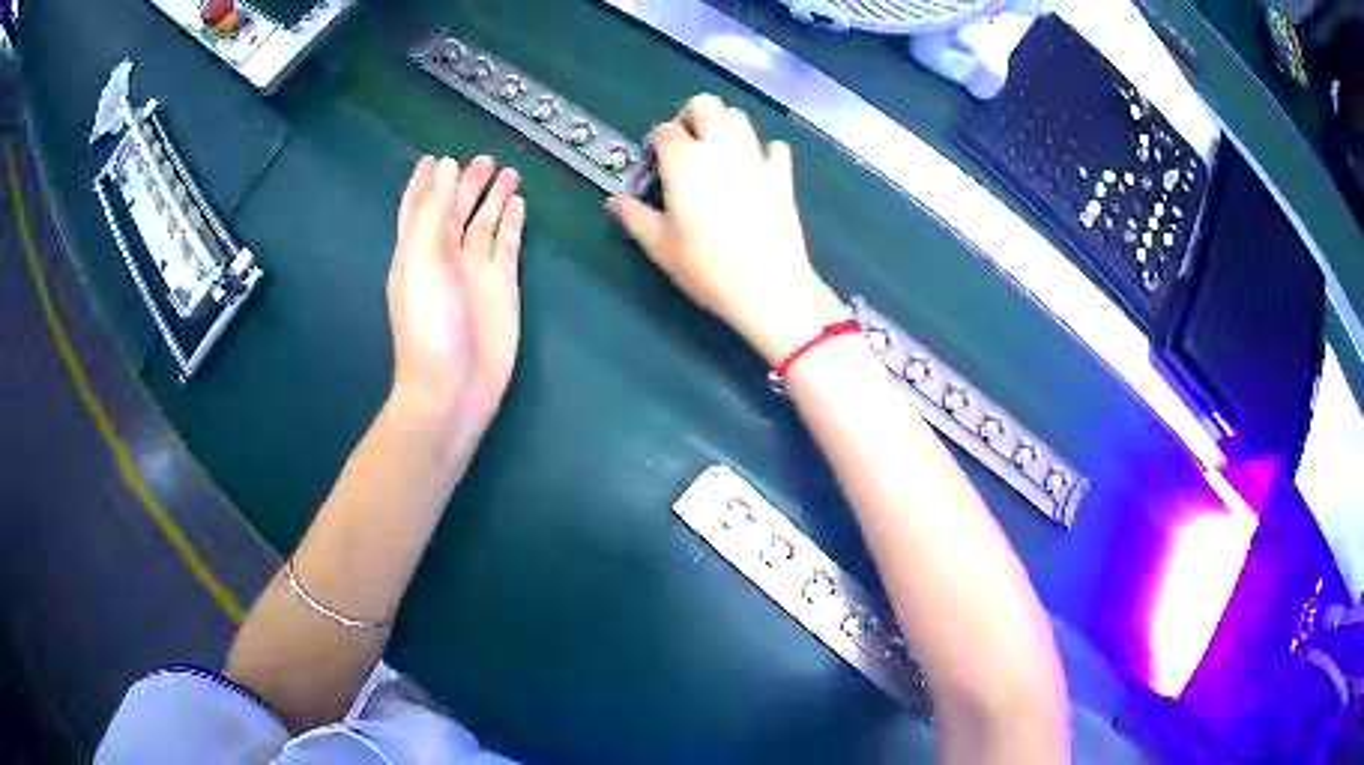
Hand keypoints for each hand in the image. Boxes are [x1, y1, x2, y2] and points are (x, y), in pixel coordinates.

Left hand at [387, 155, 524, 446]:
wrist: (454, 384)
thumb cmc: (428, 322)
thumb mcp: (421, 259)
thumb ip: (433, 211)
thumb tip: (444, 167)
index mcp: (416, 249)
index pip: (419, 207)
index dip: (425, 183)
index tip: (435, 158)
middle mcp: (445, 254)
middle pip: (456, 209)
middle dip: (467, 183)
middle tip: (483, 159)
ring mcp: (475, 269)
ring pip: (484, 223)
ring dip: (494, 197)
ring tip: (508, 171)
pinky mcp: (502, 284)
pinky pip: (508, 243)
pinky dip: (512, 223)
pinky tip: (518, 204)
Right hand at [605, 95, 844, 364]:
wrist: (769, 287)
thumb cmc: (706, 266)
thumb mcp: (660, 246)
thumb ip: (634, 217)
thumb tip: (613, 201)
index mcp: (685, 160)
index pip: (664, 129)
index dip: (656, 142)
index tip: (655, 166)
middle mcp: (721, 147)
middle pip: (706, 105)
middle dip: (690, 117)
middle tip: (684, 147)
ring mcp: (756, 158)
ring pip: (739, 117)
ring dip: (723, 126)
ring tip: (715, 157)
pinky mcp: (783, 176)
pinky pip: (774, 147)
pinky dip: (763, 151)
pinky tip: (755, 171)